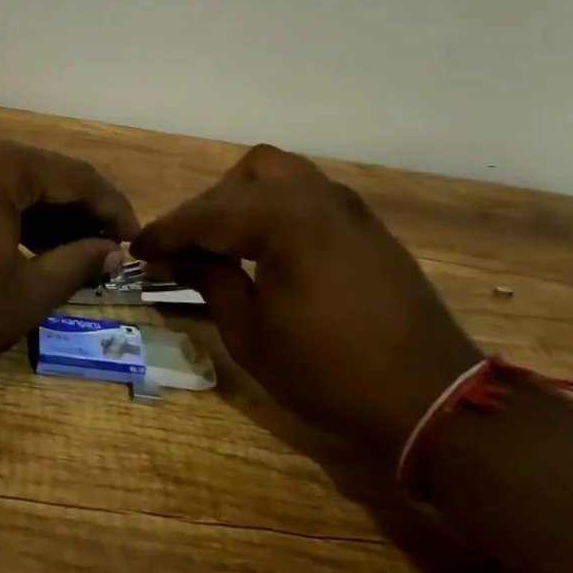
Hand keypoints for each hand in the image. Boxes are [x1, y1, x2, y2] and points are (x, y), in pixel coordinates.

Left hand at [0, 130, 138, 384]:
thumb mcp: (22, 295)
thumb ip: (76, 264)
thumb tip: (112, 252)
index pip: (76, 176)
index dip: (112, 208)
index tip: (133, 239)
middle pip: (43, 172)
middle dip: (79, 210)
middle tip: (105, 250)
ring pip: (11, 177)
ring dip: (44, 211)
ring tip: (72, 251)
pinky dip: (9, 208)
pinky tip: (26, 241)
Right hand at [132, 145, 478, 459]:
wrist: (432, 399)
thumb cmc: (330, 372)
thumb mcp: (252, 334)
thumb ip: (210, 281)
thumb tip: (173, 259)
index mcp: (283, 220)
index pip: (207, 216)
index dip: (167, 233)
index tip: (139, 249)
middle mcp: (315, 197)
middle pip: (244, 177)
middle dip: (208, 208)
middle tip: (187, 249)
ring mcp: (346, 206)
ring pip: (280, 174)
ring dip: (245, 198)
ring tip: (228, 242)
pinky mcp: (366, 224)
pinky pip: (308, 194)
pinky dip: (277, 207)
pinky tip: (269, 247)